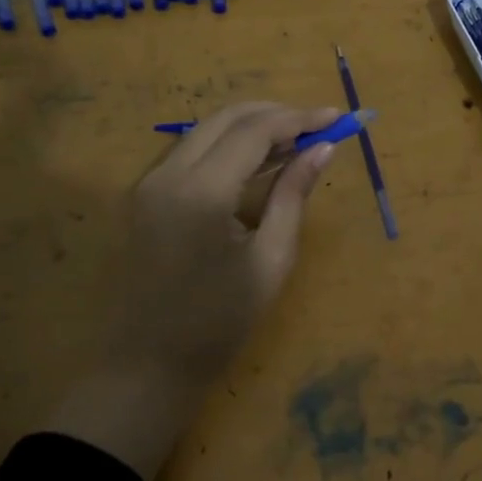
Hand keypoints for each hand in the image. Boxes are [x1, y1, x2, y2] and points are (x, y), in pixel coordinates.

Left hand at [46, 101, 340, 480]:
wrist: (146, 366)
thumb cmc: (217, 323)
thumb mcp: (270, 261)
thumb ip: (293, 196)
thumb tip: (323, 149)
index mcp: (201, 192)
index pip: (254, 131)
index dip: (299, 119)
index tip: (337, 118)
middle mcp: (168, 173)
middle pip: (227, 118)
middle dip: (276, 114)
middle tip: (317, 127)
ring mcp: (149, 182)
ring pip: (206, 129)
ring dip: (251, 126)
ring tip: (295, 142)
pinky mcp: (144, 194)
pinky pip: (191, 150)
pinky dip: (227, 144)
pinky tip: (257, 161)